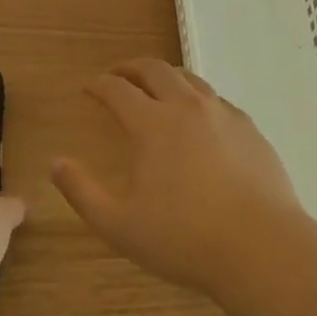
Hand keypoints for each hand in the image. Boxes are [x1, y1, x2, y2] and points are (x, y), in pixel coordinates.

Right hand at [50, 58, 308, 297]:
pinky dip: (196, 97)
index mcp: (151, 124)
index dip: (98, 84)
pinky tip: (198, 116)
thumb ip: (82, 191)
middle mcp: (185, 106)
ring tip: (156, 87)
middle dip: (130, 68)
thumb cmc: (184, 239)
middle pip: (153, 70)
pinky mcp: (249, 127)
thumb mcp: (119, 225)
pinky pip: (216, 99)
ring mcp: (221, 113)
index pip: (117, 90)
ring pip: (188, 78)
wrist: (261, 247)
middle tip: (118, 76)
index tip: (88, 87)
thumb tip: (55, 163)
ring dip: (165, 76)